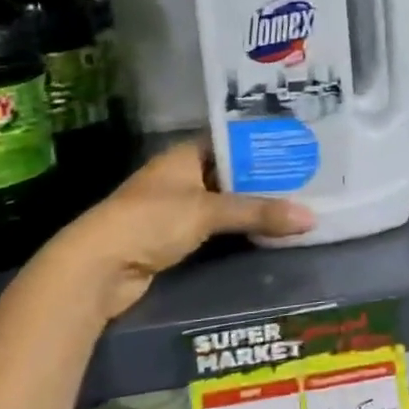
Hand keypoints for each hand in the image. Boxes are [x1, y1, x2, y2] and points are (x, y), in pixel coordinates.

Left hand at [46, 140, 314, 318]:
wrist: (97, 268)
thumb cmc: (151, 221)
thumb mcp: (208, 211)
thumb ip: (258, 212)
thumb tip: (311, 217)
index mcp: (184, 155)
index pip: (231, 140)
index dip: (261, 143)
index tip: (297, 146)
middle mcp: (180, 176)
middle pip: (230, 173)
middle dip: (263, 179)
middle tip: (307, 179)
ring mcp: (175, 208)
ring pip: (224, 203)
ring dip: (251, 208)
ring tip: (296, 205)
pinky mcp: (173, 239)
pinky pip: (215, 229)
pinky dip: (237, 231)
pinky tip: (267, 233)